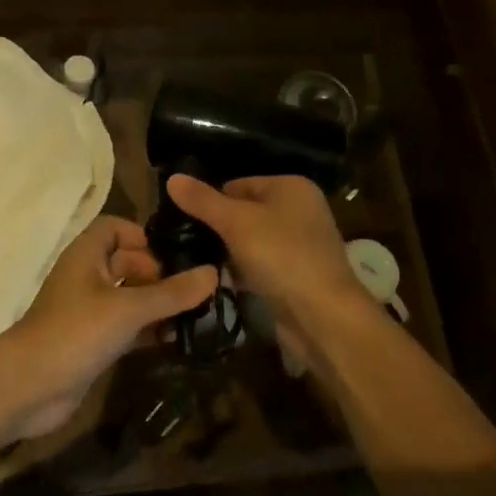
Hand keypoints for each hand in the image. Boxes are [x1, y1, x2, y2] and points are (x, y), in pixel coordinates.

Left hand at [0, 216, 216, 438]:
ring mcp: (90, 311)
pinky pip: (128, 327)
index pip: (116, 228)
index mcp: (87, 254)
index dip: (143, 236)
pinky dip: (150, 330)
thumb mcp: (128, 308)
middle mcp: (88, 277)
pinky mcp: (94, 342)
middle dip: (161, 273)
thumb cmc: (75, 332)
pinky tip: (178, 340)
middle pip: (128, 262)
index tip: (174, 255)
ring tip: (198, 315)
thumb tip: (213, 272)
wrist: (28, 387)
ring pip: (131, 297)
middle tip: (197, 290)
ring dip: (159, 305)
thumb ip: (171, 293)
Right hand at [164, 174, 372, 362]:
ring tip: (194, 261)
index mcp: (291, 187)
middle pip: (245, 212)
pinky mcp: (296, 276)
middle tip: (184, 241)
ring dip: (228, 252)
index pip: (238, 184)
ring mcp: (300, 245)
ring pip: (251, 241)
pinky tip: (219, 282)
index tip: (181, 218)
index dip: (211, 199)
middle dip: (218, 227)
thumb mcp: (236, 222)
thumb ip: (203, 201)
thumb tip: (172, 178)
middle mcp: (300, 210)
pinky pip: (261, 266)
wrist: (324, 317)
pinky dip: (242, 272)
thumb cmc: (282, 256)